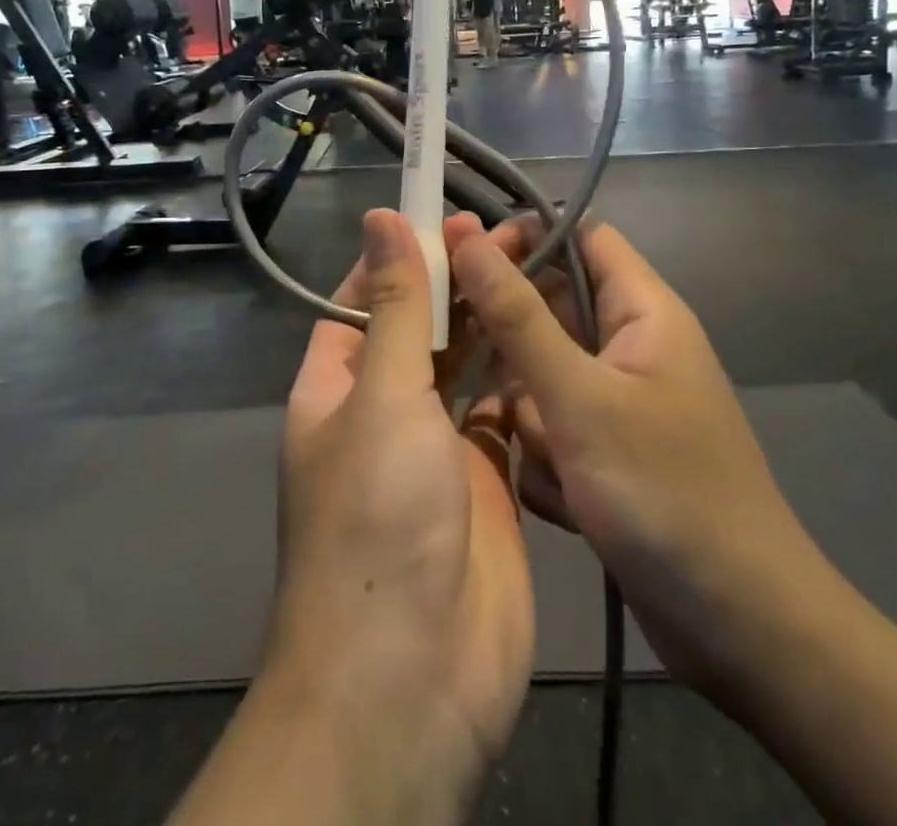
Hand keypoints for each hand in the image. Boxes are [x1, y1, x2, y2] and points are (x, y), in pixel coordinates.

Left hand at [266, 209, 532, 778]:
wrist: (413, 679)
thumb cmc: (379, 518)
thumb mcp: (382, 396)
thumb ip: (396, 306)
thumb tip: (381, 217)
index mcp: (338, 385)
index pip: (366, 298)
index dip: (405, 254)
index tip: (452, 217)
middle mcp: (382, 411)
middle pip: (424, 328)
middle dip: (462, 282)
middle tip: (518, 235)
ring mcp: (435, 450)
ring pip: (468, 368)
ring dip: (498, 324)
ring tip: (545, 272)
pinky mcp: (485, 483)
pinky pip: (504, 416)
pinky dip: (525, 380)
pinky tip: (557, 340)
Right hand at [448, 218, 843, 704]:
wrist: (744, 632)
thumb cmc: (665, 493)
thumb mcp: (579, 397)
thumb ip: (517, 314)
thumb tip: (465, 233)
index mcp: (642, 310)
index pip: (577, 234)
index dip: (522, 236)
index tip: (463, 259)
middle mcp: (630, 345)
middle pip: (550, 308)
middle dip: (512, 343)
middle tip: (471, 367)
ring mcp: (619, 402)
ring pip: (542, 374)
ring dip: (531, 415)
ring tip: (551, 461)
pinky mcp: (608, 451)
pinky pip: (554, 426)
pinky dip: (548, 457)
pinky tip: (566, 500)